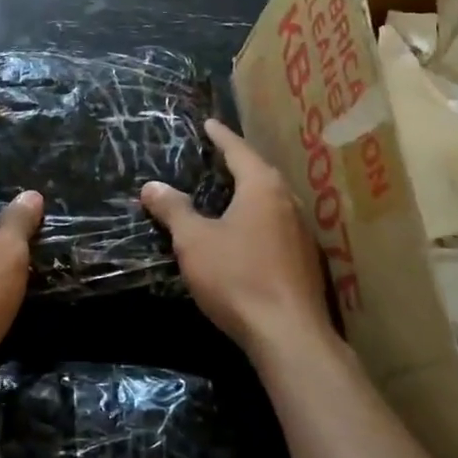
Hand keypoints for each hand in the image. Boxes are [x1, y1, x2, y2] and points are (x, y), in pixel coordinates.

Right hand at [141, 119, 330, 360]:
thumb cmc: (237, 276)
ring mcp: (301, 232)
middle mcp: (287, 202)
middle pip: (260, 173)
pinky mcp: (305, 260)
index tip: (209, 123)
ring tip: (229, 190)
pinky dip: (258, 218)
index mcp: (262, 188)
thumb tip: (152, 186)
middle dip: (238, 162)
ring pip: (271, 200)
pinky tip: (247, 232)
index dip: (220, 137)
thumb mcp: (194, 241)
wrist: (288, 334)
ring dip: (250, 192)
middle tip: (217, 155)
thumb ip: (174, 210)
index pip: (238, 151)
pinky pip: (277, 225)